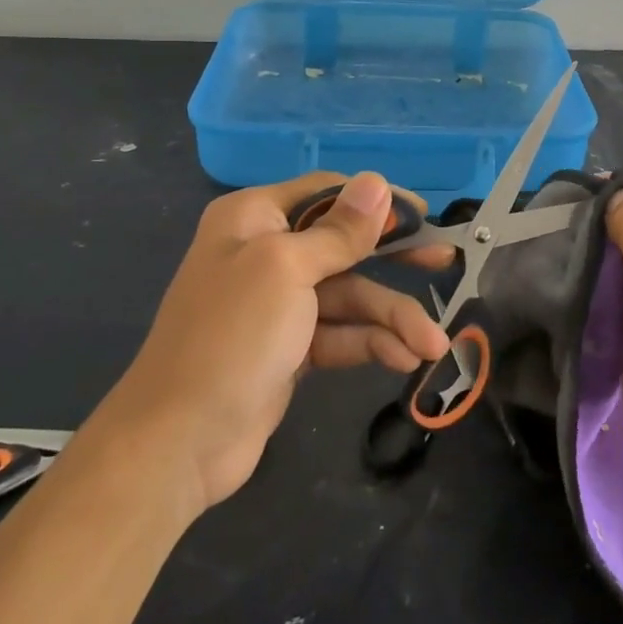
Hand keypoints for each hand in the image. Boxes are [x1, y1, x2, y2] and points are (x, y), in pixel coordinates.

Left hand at [90, 172, 449, 513]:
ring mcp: (280, 303)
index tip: (423, 215)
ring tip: (432, 344)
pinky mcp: (291, 346)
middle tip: (443, 261)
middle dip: (394, 257)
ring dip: (391, 317)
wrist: (179, 442)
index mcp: (255, 217)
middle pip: (344, 243)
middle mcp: (267, 251)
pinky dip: (371, 343)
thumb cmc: (232, 336)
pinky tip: (405, 359)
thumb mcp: (287, 270)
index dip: (376, 201)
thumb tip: (376, 181)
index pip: (327, 192)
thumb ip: (339, 231)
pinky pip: (341, 332)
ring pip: (350, 295)